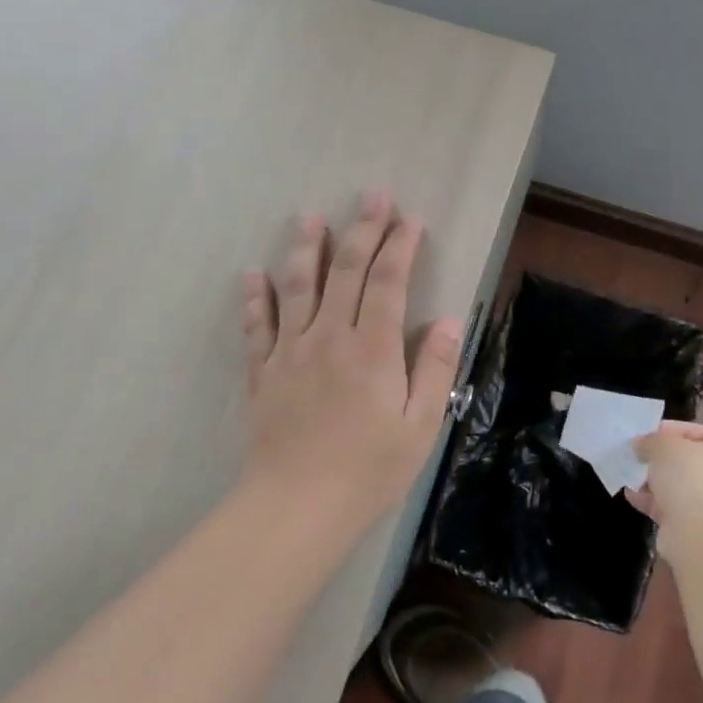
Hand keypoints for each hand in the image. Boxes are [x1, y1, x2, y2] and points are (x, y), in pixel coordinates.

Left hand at [240, 191, 462, 531]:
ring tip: (309, 217)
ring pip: (298, 286)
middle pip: (346, 271)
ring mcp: (290, 351)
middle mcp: (330, 336)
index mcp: (373, 349)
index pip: (389, 282)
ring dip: (306, 248)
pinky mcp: (262, 371)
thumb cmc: (368, 471)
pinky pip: (256, 325)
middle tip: (373, 195)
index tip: (410, 220)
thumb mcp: (420, 427)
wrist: (297, 507)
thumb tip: (451, 320)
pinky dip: (254, 297)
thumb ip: (435, 369)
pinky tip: (252, 273)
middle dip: (363, 229)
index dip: (400, 246)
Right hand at [630, 421, 702, 560]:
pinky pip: (674, 509)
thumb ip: (651, 440)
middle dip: (662, 459)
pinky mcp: (702, 531)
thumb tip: (642, 446)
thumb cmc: (692, 477)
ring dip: (655, 482)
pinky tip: (632, 496)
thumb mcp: (664, 445)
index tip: (647, 434)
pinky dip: (654, 502)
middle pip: (692, 461)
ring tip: (630, 475)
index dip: (673, 430)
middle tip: (638, 455)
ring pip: (682, 488)